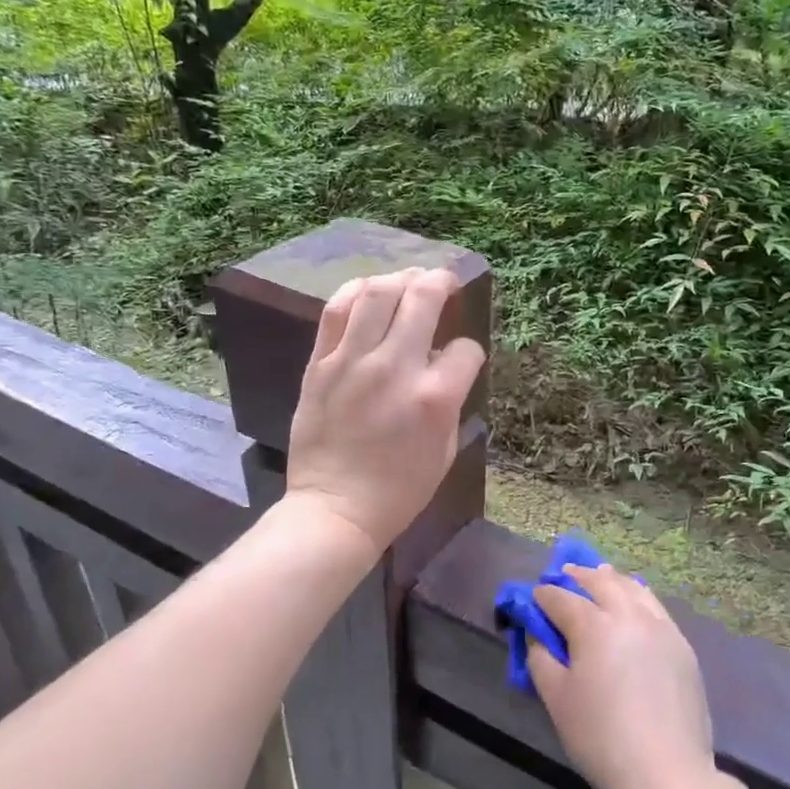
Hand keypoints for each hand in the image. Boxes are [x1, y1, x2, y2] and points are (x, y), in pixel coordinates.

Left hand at [285, 267, 485, 554]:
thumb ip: (448, 401)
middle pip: (423, 298)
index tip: (461, 359)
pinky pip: (337, 310)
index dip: (469, 351)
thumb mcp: (445, 450)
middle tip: (444, 281)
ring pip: (378, 292)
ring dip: (399, 279)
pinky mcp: (320, 364)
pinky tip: (369, 291)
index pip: (465, 349)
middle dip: (441, 282)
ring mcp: (353, 362)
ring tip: (407, 282)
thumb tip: (443, 367)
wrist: (336, 509)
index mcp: (434, 397)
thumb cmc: (399, 490)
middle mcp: (395, 368)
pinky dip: (356, 291)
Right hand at [528, 564, 718, 788]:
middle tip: (563, 576)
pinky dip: (637, 596)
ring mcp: (660, 627)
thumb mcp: (556, 699)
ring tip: (598, 578)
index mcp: (593, 625)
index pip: (560, 598)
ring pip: (632, 587)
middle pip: (599, 582)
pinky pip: (654, 606)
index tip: (532, 598)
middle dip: (576, 576)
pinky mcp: (681, 644)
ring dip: (610, 580)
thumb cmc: (601, 738)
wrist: (667, 773)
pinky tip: (632, 603)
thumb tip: (537, 635)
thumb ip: (541, 658)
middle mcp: (628, 614)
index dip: (542, 596)